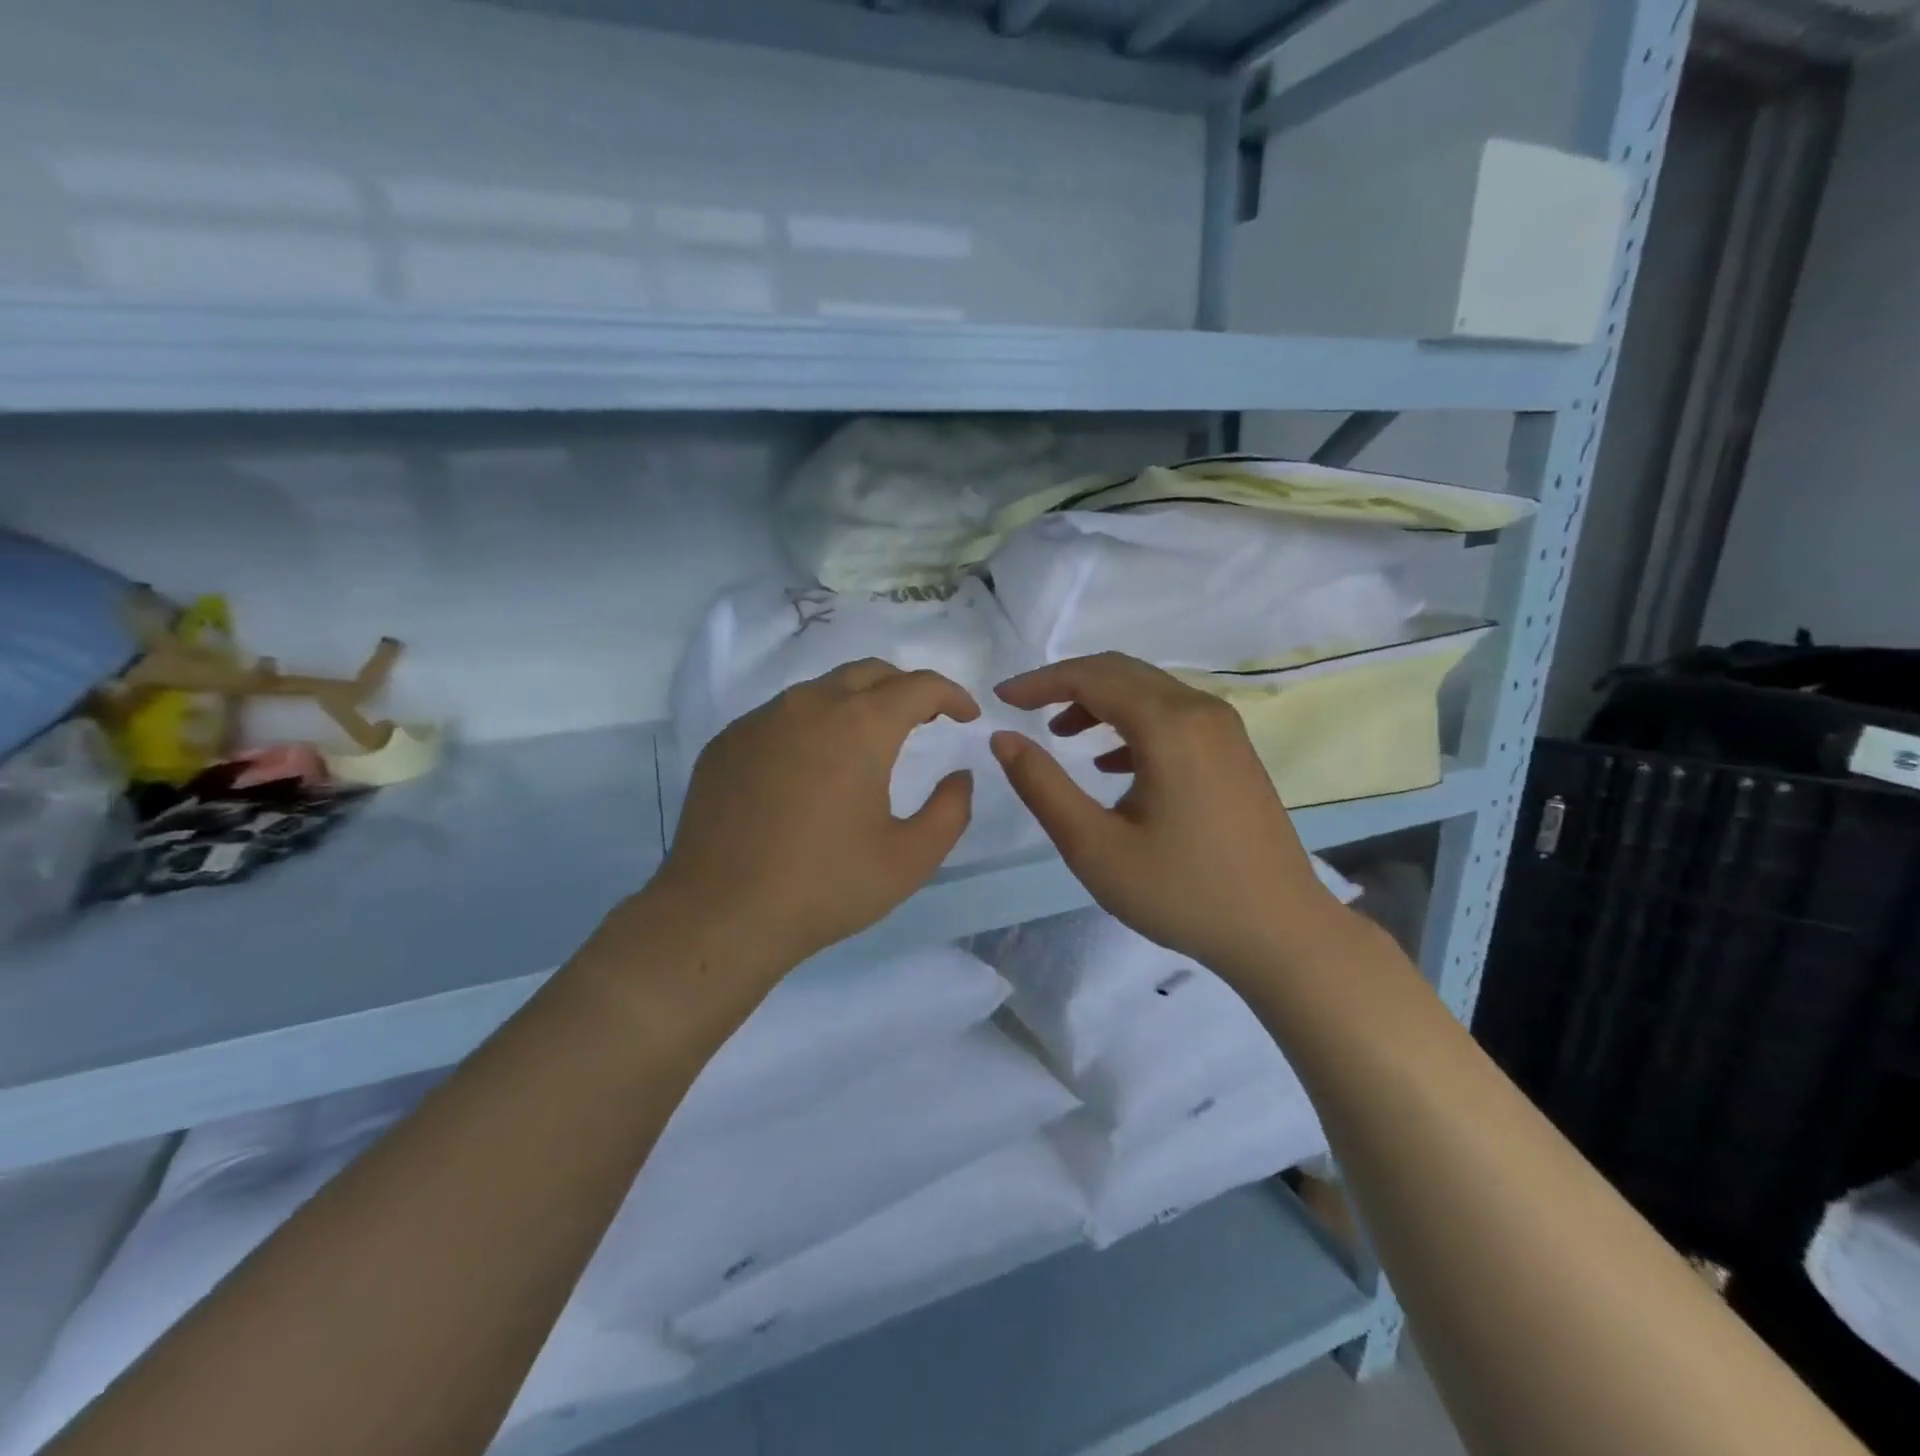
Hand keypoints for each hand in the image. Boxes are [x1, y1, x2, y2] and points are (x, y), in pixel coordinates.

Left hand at [653, 659, 978, 976]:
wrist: (721, 914)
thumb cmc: (826, 886)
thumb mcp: (910, 859)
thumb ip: (951, 810)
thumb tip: (960, 776)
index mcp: (860, 725)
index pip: (918, 686)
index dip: (951, 694)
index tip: (967, 716)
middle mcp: (809, 705)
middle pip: (869, 672)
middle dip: (905, 687)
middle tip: (925, 718)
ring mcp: (761, 720)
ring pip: (822, 690)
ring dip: (857, 703)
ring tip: (870, 742)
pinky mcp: (727, 742)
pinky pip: (782, 715)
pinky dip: (813, 724)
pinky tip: (812, 767)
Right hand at [991, 653, 1348, 977]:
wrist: (1279, 931)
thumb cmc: (1181, 891)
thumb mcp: (1095, 846)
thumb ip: (1043, 786)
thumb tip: (1003, 738)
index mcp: (1169, 725)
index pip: (1091, 677)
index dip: (1040, 682)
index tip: (1000, 698)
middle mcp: (1200, 710)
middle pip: (1121, 672)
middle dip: (1066, 684)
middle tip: (1024, 709)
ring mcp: (1224, 730)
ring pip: (1148, 691)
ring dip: (1099, 702)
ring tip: (1062, 735)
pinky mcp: (1233, 752)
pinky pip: (1172, 715)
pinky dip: (1132, 724)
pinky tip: (1111, 762)